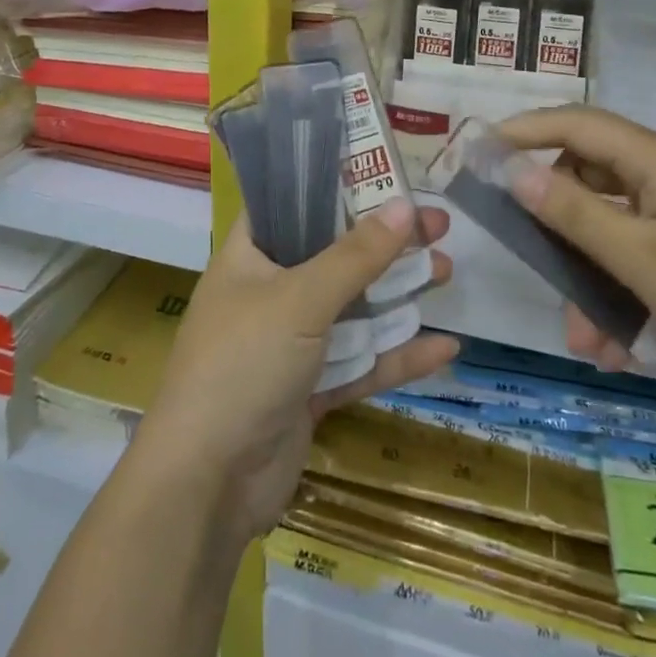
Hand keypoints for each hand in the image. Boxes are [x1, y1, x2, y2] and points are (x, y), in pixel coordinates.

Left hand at [132, 201, 457, 544]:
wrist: (208, 483)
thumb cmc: (243, 364)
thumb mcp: (301, 298)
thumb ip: (355, 255)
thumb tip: (407, 207)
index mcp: (250, 257)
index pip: (291, 204)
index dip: (334, 186)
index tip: (383, 173)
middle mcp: (269, 292)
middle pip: (334, 255)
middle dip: (384, 242)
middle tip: (437, 226)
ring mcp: (291, 344)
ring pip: (354, 308)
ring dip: (398, 293)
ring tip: (447, 271)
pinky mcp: (311, 390)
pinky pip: (361, 363)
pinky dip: (397, 355)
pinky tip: (445, 348)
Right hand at [498, 105, 655, 412]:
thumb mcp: (644, 259)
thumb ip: (574, 214)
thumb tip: (514, 169)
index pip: (576, 124)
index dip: (523, 130)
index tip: (477, 154)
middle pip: (592, 179)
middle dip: (557, 226)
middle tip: (528, 262)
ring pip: (617, 229)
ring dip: (591, 276)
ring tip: (584, 341)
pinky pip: (647, 257)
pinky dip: (626, 294)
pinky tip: (621, 347)